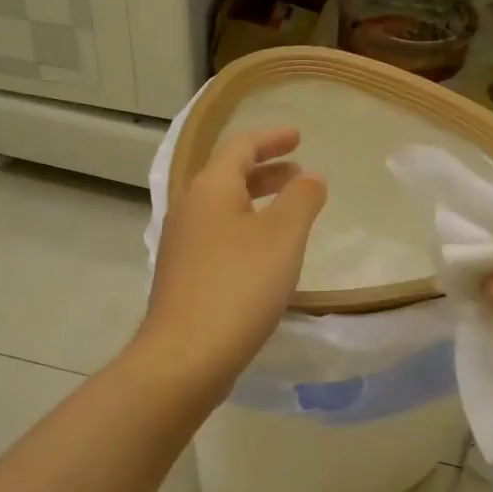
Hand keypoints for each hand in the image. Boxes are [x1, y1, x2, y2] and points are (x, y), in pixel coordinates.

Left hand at [137, 127, 326, 395]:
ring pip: (223, 209)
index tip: (298, 136)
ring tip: (288, 211)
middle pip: (228, 176)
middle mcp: (189, 209)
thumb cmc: (238, 286)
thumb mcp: (282, 236)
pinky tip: (265, 255)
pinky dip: (246, 230)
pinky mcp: (183, 276)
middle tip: (298, 172)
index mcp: (209, 188)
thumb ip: (302, 199)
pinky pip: (219, 237)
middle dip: (266, 170)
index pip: (240, 147)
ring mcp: (182, 245)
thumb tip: (310, 177)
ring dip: (256, 202)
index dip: (271, 138)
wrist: (186, 355)